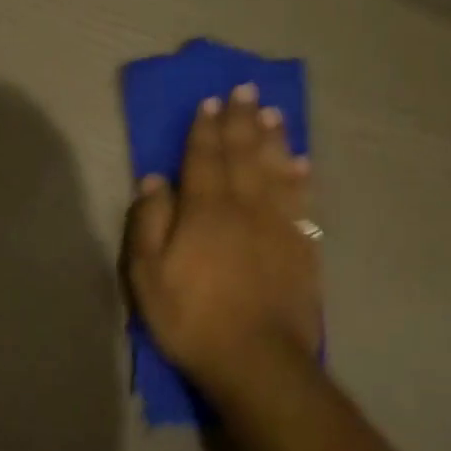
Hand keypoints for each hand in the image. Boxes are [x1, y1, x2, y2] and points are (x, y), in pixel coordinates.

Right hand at [122, 84, 321, 397]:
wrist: (257, 361)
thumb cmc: (192, 317)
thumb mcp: (148, 274)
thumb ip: (150, 221)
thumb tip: (156, 180)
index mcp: (205, 209)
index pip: (203, 157)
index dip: (205, 128)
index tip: (209, 101)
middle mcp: (244, 206)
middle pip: (242, 154)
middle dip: (241, 120)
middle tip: (245, 89)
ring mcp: (278, 225)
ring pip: (275, 170)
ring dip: (273, 138)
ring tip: (273, 113)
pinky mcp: (301, 248)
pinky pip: (302, 201)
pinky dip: (300, 178)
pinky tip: (301, 162)